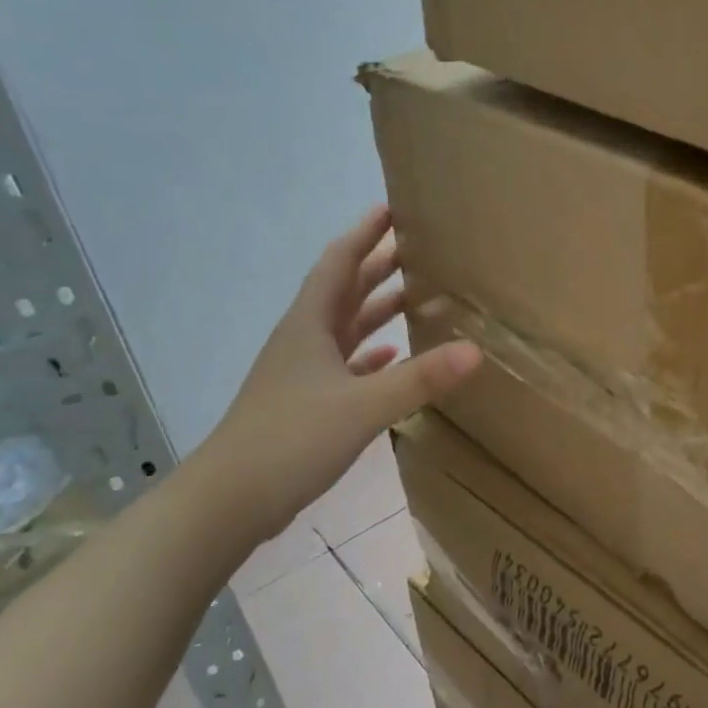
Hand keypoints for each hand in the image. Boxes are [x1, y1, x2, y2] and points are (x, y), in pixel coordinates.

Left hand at [193, 206, 480, 545]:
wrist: (232, 498)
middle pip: (345, 290)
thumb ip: (419, 379)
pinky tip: (391, 358)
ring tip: (417, 296)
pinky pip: (345, 366)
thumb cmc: (291, 438)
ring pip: (346, 328)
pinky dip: (370, 356)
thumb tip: (476, 350)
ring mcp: (304, 373)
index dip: (365, 234)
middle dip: (379, 266)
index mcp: (310, 325)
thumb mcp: (362, 407)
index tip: (393, 209)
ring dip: (377, 310)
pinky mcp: (308, 403)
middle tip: (418, 248)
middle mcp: (305, 340)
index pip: (340, 262)